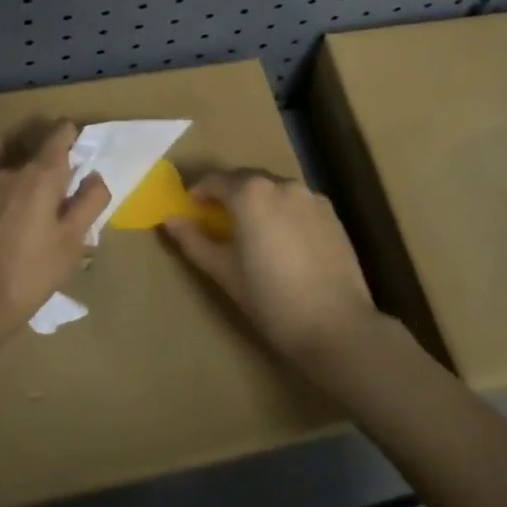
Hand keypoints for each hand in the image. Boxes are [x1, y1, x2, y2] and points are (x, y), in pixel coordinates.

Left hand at [0, 122, 109, 339]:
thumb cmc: (34, 270)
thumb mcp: (73, 240)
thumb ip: (90, 201)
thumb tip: (95, 176)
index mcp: (42, 173)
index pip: (61, 131)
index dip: (73, 136)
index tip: (82, 154)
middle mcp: (12, 169)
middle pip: (36, 148)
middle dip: (52, 161)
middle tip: (64, 189)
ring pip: (13, 165)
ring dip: (26, 174)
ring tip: (35, 200)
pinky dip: (4, 187)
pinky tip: (6, 205)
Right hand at [162, 170, 379, 366]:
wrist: (336, 326)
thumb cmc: (270, 299)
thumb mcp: (223, 271)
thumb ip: (193, 240)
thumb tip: (169, 219)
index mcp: (250, 193)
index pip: (215, 181)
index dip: (198, 193)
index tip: (190, 209)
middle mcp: (281, 184)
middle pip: (246, 180)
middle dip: (228, 194)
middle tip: (216, 219)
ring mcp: (310, 197)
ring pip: (273, 190)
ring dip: (257, 201)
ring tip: (250, 230)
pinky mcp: (331, 214)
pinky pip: (296, 203)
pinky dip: (282, 211)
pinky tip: (282, 240)